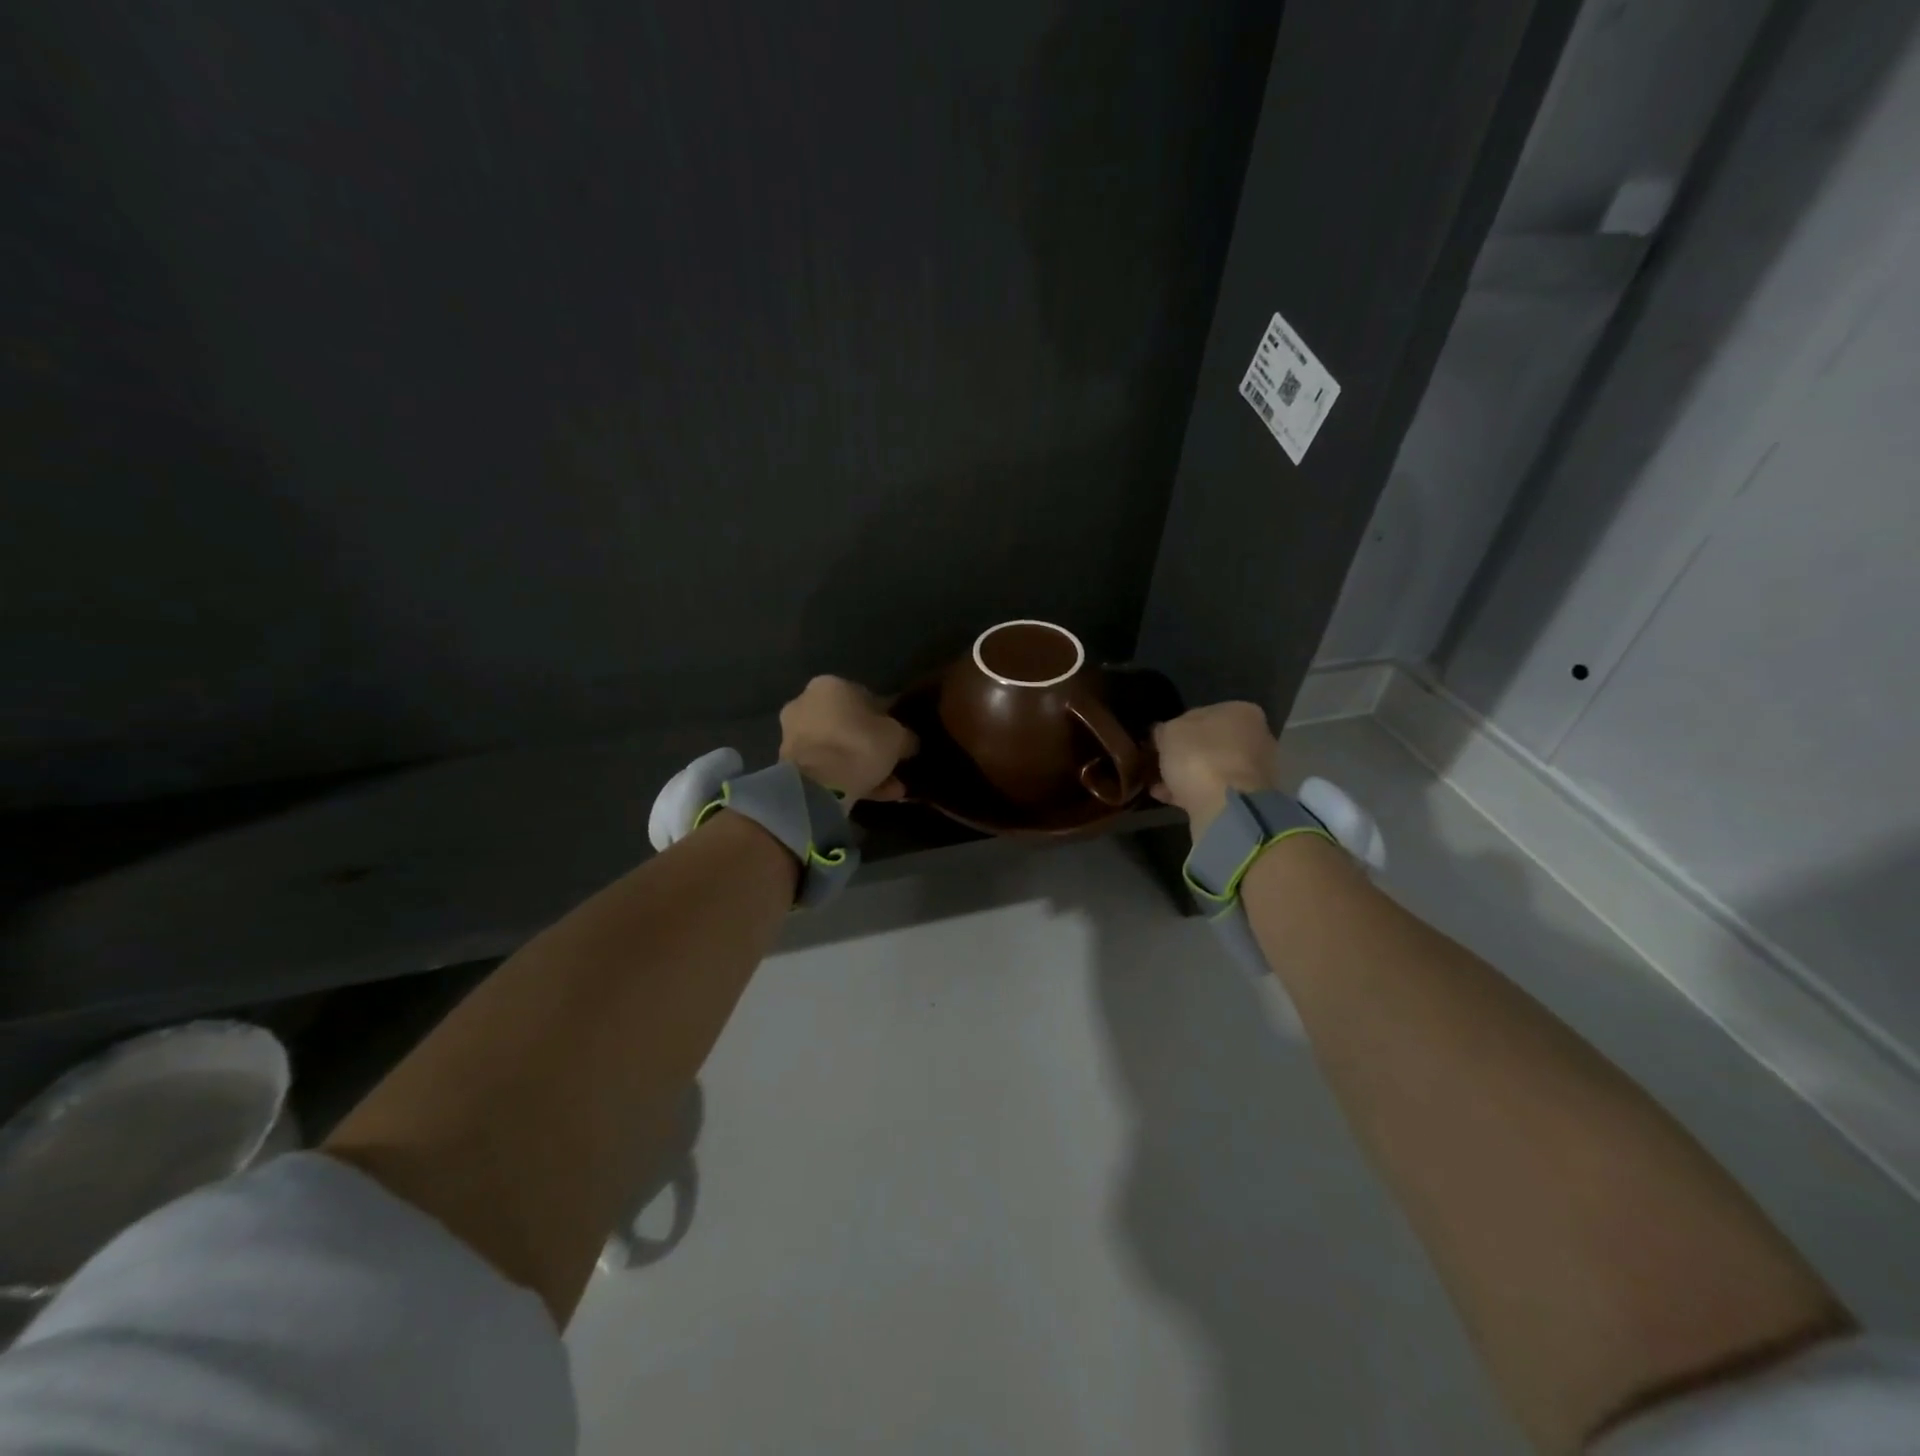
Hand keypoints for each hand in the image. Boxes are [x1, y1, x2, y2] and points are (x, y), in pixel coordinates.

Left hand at [779, 676, 918, 802]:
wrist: (816, 786)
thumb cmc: (859, 746)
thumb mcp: (897, 738)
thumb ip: (905, 736)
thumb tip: (909, 742)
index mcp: (830, 685)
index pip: (865, 697)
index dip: (885, 718)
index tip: (898, 738)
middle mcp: (805, 703)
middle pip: (847, 724)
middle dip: (869, 743)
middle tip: (891, 762)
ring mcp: (793, 735)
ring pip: (837, 748)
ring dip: (860, 764)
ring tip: (889, 786)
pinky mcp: (788, 764)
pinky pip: (826, 767)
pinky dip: (847, 778)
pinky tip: (874, 795)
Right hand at [1151, 701, 1279, 838]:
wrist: (1227, 806)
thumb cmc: (1199, 757)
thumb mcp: (1169, 733)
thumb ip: (1164, 729)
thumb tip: (1162, 733)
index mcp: (1241, 712)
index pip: (1203, 714)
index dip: (1178, 727)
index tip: (1160, 742)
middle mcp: (1257, 736)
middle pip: (1212, 743)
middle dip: (1186, 754)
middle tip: (1160, 764)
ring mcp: (1257, 770)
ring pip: (1214, 769)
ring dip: (1188, 776)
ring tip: (1159, 785)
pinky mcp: (1251, 798)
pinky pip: (1216, 790)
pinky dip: (1195, 793)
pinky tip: (1170, 799)